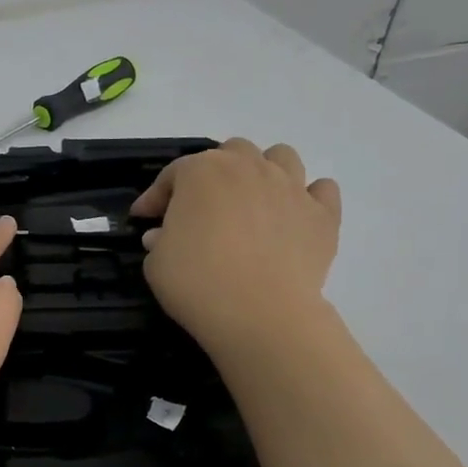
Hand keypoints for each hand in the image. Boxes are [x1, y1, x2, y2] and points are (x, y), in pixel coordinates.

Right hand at [129, 139, 341, 359]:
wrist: (260, 314)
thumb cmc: (197, 282)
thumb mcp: (156, 263)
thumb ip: (159, 241)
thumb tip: (164, 235)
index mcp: (202, 172)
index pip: (173, 174)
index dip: (155, 196)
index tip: (144, 218)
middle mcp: (249, 167)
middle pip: (232, 152)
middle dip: (214, 173)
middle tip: (202, 206)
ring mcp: (291, 187)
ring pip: (281, 157)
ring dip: (264, 171)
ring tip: (252, 201)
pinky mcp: (323, 214)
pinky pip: (322, 190)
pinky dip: (308, 198)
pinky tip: (294, 216)